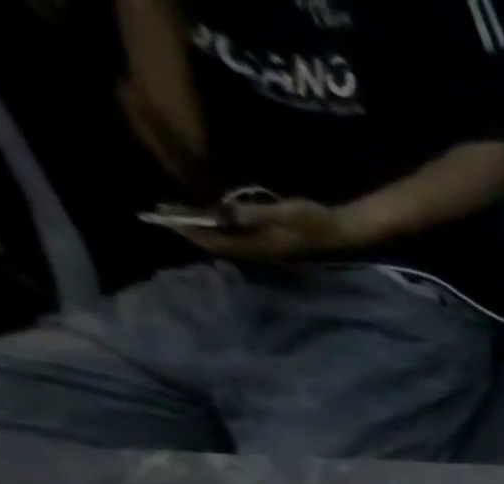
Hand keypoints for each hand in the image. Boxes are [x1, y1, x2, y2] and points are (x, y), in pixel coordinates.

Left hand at [178, 199, 359, 260]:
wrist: (341, 230)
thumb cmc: (315, 221)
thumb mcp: (286, 214)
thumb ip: (256, 214)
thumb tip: (226, 212)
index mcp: (264, 247)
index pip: (221, 243)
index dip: (193, 231)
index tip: (166, 217)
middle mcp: (262, 251)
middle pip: (220, 245)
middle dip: (191, 230)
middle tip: (162, 212)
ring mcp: (267, 247)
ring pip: (227, 241)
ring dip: (203, 228)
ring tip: (178, 212)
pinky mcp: (270, 240)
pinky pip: (236, 236)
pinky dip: (218, 226)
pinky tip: (207, 215)